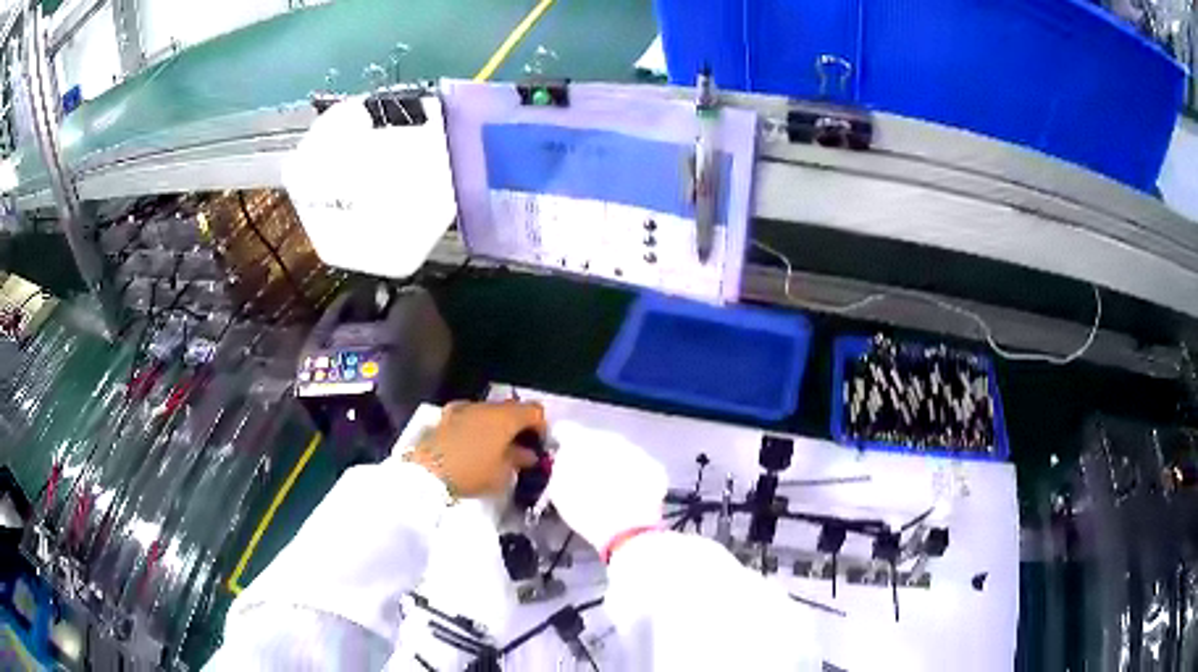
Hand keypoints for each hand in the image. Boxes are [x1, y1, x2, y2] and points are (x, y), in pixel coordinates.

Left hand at [409, 401, 544, 497]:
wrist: (427, 472)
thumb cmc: (472, 473)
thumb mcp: (502, 475)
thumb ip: (518, 461)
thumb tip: (527, 454)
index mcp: (506, 417)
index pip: (535, 410)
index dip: (541, 427)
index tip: (539, 445)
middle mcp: (487, 406)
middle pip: (511, 409)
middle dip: (518, 426)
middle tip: (520, 448)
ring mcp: (464, 408)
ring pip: (489, 412)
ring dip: (496, 426)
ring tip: (495, 448)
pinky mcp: (446, 416)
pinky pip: (469, 416)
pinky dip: (475, 426)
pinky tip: (472, 444)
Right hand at [547, 421, 667, 551]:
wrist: (626, 531)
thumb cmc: (586, 512)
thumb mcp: (559, 490)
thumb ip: (561, 466)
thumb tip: (567, 455)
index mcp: (583, 442)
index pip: (568, 430)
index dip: (563, 438)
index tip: (562, 446)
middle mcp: (612, 440)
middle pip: (598, 439)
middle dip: (593, 451)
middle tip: (588, 470)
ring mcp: (637, 452)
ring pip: (621, 451)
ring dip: (615, 462)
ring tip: (610, 484)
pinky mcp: (655, 467)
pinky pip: (639, 465)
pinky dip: (634, 474)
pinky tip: (629, 491)